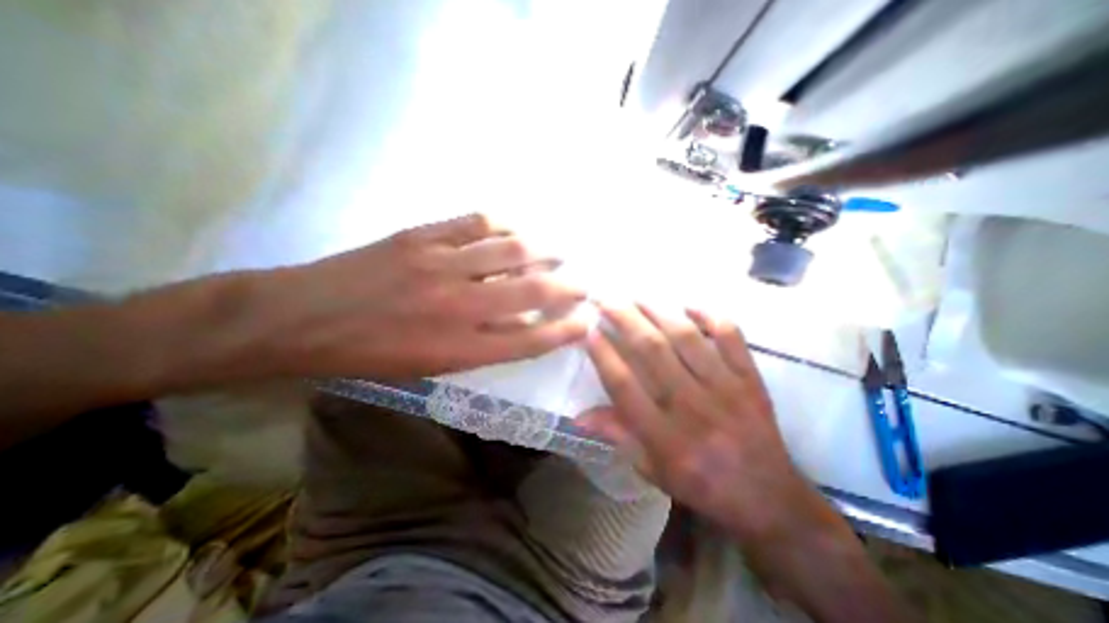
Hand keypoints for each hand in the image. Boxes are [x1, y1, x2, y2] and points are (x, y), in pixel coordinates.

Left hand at [262, 214, 587, 379]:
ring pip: (511, 251)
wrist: (302, 318)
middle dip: (567, 287)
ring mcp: (441, 265)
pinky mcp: (422, 236)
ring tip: (559, 250)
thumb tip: (520, 323)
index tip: (586, 321)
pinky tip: (515, 229)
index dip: (565, 330)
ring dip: (544, 249)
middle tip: (583, 283)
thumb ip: (481, 344)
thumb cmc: (370, 354)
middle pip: (532, 292)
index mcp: (460, 348)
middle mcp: (459, 306)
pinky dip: (505, 225)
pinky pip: (476, 223)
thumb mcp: (431, 365)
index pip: (531, 339)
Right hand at [580, 304, 810, 537]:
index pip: (625, 386)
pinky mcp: (751, 380)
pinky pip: (731, 337)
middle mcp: (693, 408)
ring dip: (658, 312)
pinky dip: (710, 316)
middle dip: (625, 320)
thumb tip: (578, 416)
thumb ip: (618, 436)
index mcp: (666, 437)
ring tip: (637, 297)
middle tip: (607, 300)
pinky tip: (688, 306)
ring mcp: (726, 389)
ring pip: (686, 338)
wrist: (769, 499)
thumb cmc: (702, 485)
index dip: (604, 355)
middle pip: (653, 351)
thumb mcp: (653, 471)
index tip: (589, 331)